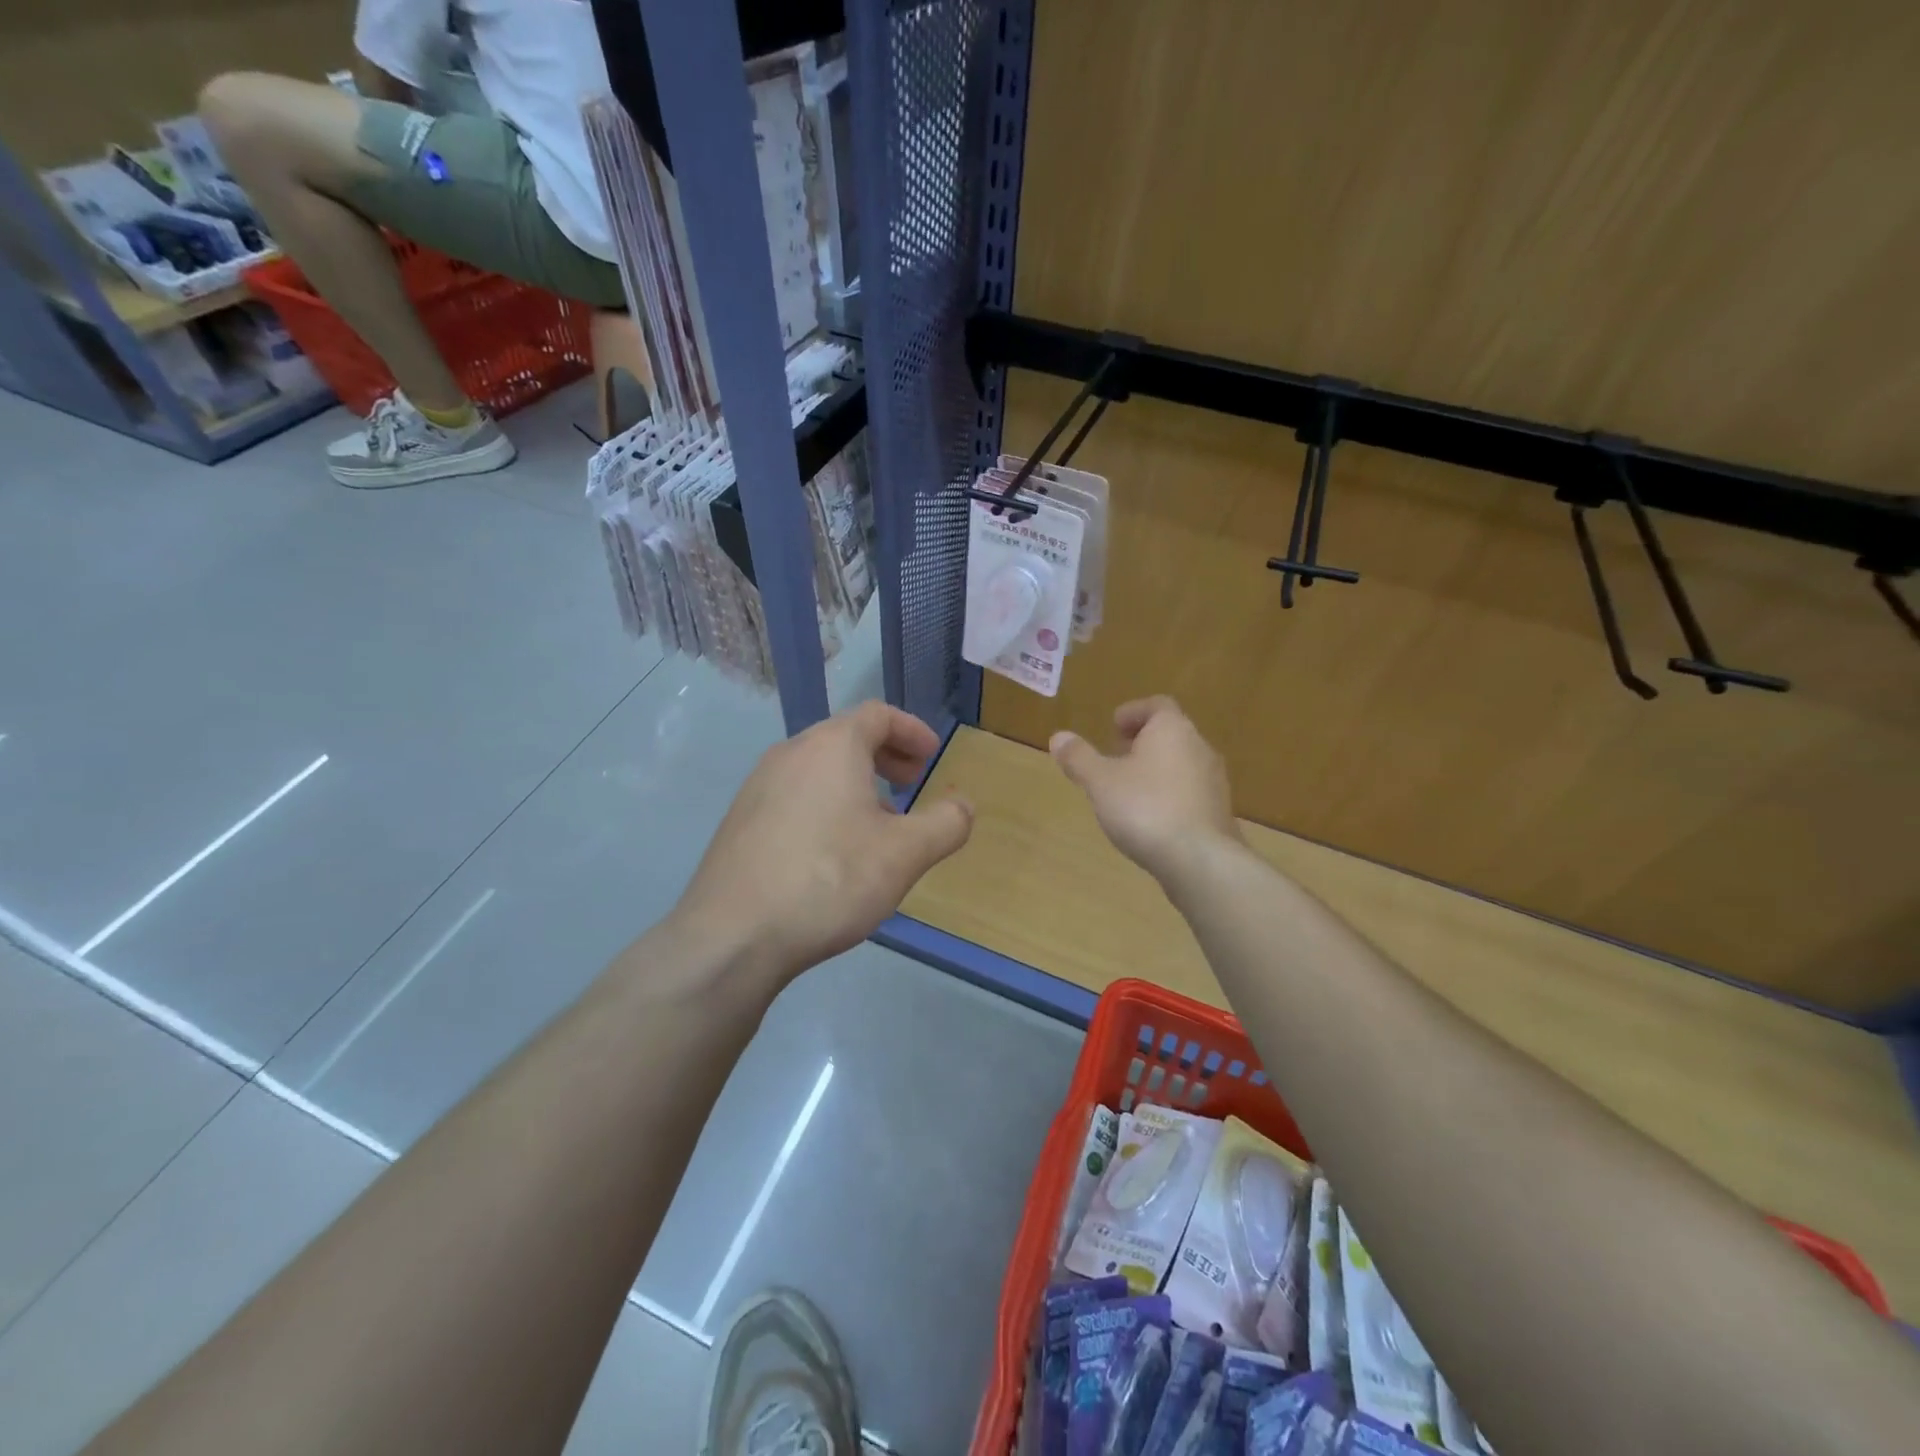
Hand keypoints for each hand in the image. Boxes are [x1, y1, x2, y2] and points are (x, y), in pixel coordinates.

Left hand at [671, 701, 972, 983]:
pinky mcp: (740, 820)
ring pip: (818, 767)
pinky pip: (794, 794)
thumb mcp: (905, 854)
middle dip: (886, 755)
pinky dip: (825, 803)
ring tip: (877, 824)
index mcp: (832, 746)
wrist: (733, 935)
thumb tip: (963, 806)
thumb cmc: (830, 879)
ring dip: (856, 782)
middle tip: (911, 784)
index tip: (933, 757)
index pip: (878, 715)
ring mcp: (758, 786)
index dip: (912, 730)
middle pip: (846, 737)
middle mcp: (790, 753)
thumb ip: (946, 824)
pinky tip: (833, 851)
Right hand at [1050, 696, 1242, 884]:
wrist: (1199, 859)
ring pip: (1182, 763)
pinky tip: (1151, 817)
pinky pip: (1190, 791)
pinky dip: (1170, 794)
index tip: (1113, 727)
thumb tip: (1058, 737)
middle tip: (1116, 756)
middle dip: (1143, 742)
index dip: (1133, 712)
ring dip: (1157, 768)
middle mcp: (1199, 747)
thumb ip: (1079, 758)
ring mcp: (1214, 780)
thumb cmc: (1145, 808)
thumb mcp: (1100, 782)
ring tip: (1130, 789)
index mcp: (1172, 729)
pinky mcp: (1219, 811)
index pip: (1157, 706)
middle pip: (1171, 734)